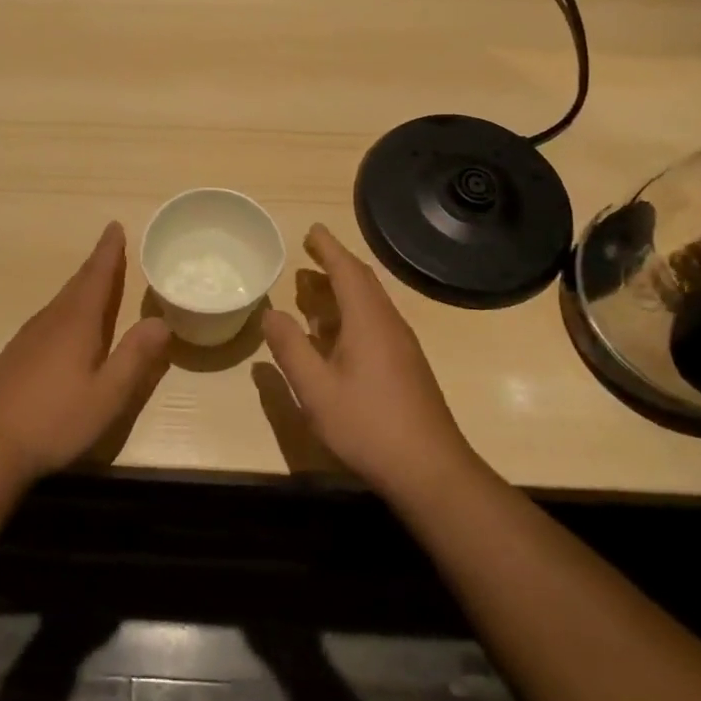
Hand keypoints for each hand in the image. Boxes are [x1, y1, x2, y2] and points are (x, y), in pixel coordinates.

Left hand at [0, 222, 171, 483]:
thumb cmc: (57, 421)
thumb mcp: (108, 395)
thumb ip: (135, 357)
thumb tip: (160, 321)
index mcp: (76, 324)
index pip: (97, 276)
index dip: (108, 252)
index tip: (115, 227)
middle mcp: (51, 320)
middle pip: (77, 284)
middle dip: (97, 265)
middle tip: (111, 247)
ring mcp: (28, 336)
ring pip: (61, 301)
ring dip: (81, 286)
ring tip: (96, 282)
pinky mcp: (15, 354)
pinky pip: (48, 318)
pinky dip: (66, 309)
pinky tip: (67, 327)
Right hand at [261, 224, 478, 498]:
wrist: (431, 470)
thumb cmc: (368, 425)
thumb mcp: (316, 389)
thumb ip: (290, 348)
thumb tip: (270, 313)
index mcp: (368, 320)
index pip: (347, 270)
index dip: (328, 247)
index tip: (310, 230)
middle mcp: (388, 324)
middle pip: (362, 282)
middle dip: (334, 263)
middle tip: (307, 253)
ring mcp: (401, 346)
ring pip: (369, 304)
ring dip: (341, 290)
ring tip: (311, 290)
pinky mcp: (405, 366)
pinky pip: (374, 323)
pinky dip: (349, 314)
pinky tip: (332, 336)